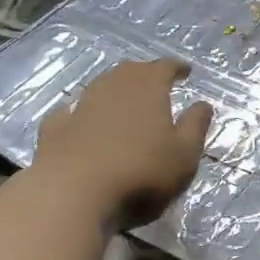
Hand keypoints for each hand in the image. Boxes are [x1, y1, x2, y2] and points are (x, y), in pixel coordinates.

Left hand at [33, 59, 213, 228]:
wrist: (72, 193)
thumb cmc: (141, 173)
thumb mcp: (184, 155)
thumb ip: (195, 126)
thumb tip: (203, 104)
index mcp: (148, 87)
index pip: (165, 67)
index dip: (177, 67)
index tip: (186, 70)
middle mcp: (113, 86)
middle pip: (131, 71)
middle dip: (145, 74)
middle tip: (156, 82)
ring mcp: (81, 105)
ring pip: (101, 87)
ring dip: (114, 90)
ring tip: (124, 100)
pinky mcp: (55, 128)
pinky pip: (70, 111)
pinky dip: (80, 112)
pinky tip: (78, 117)